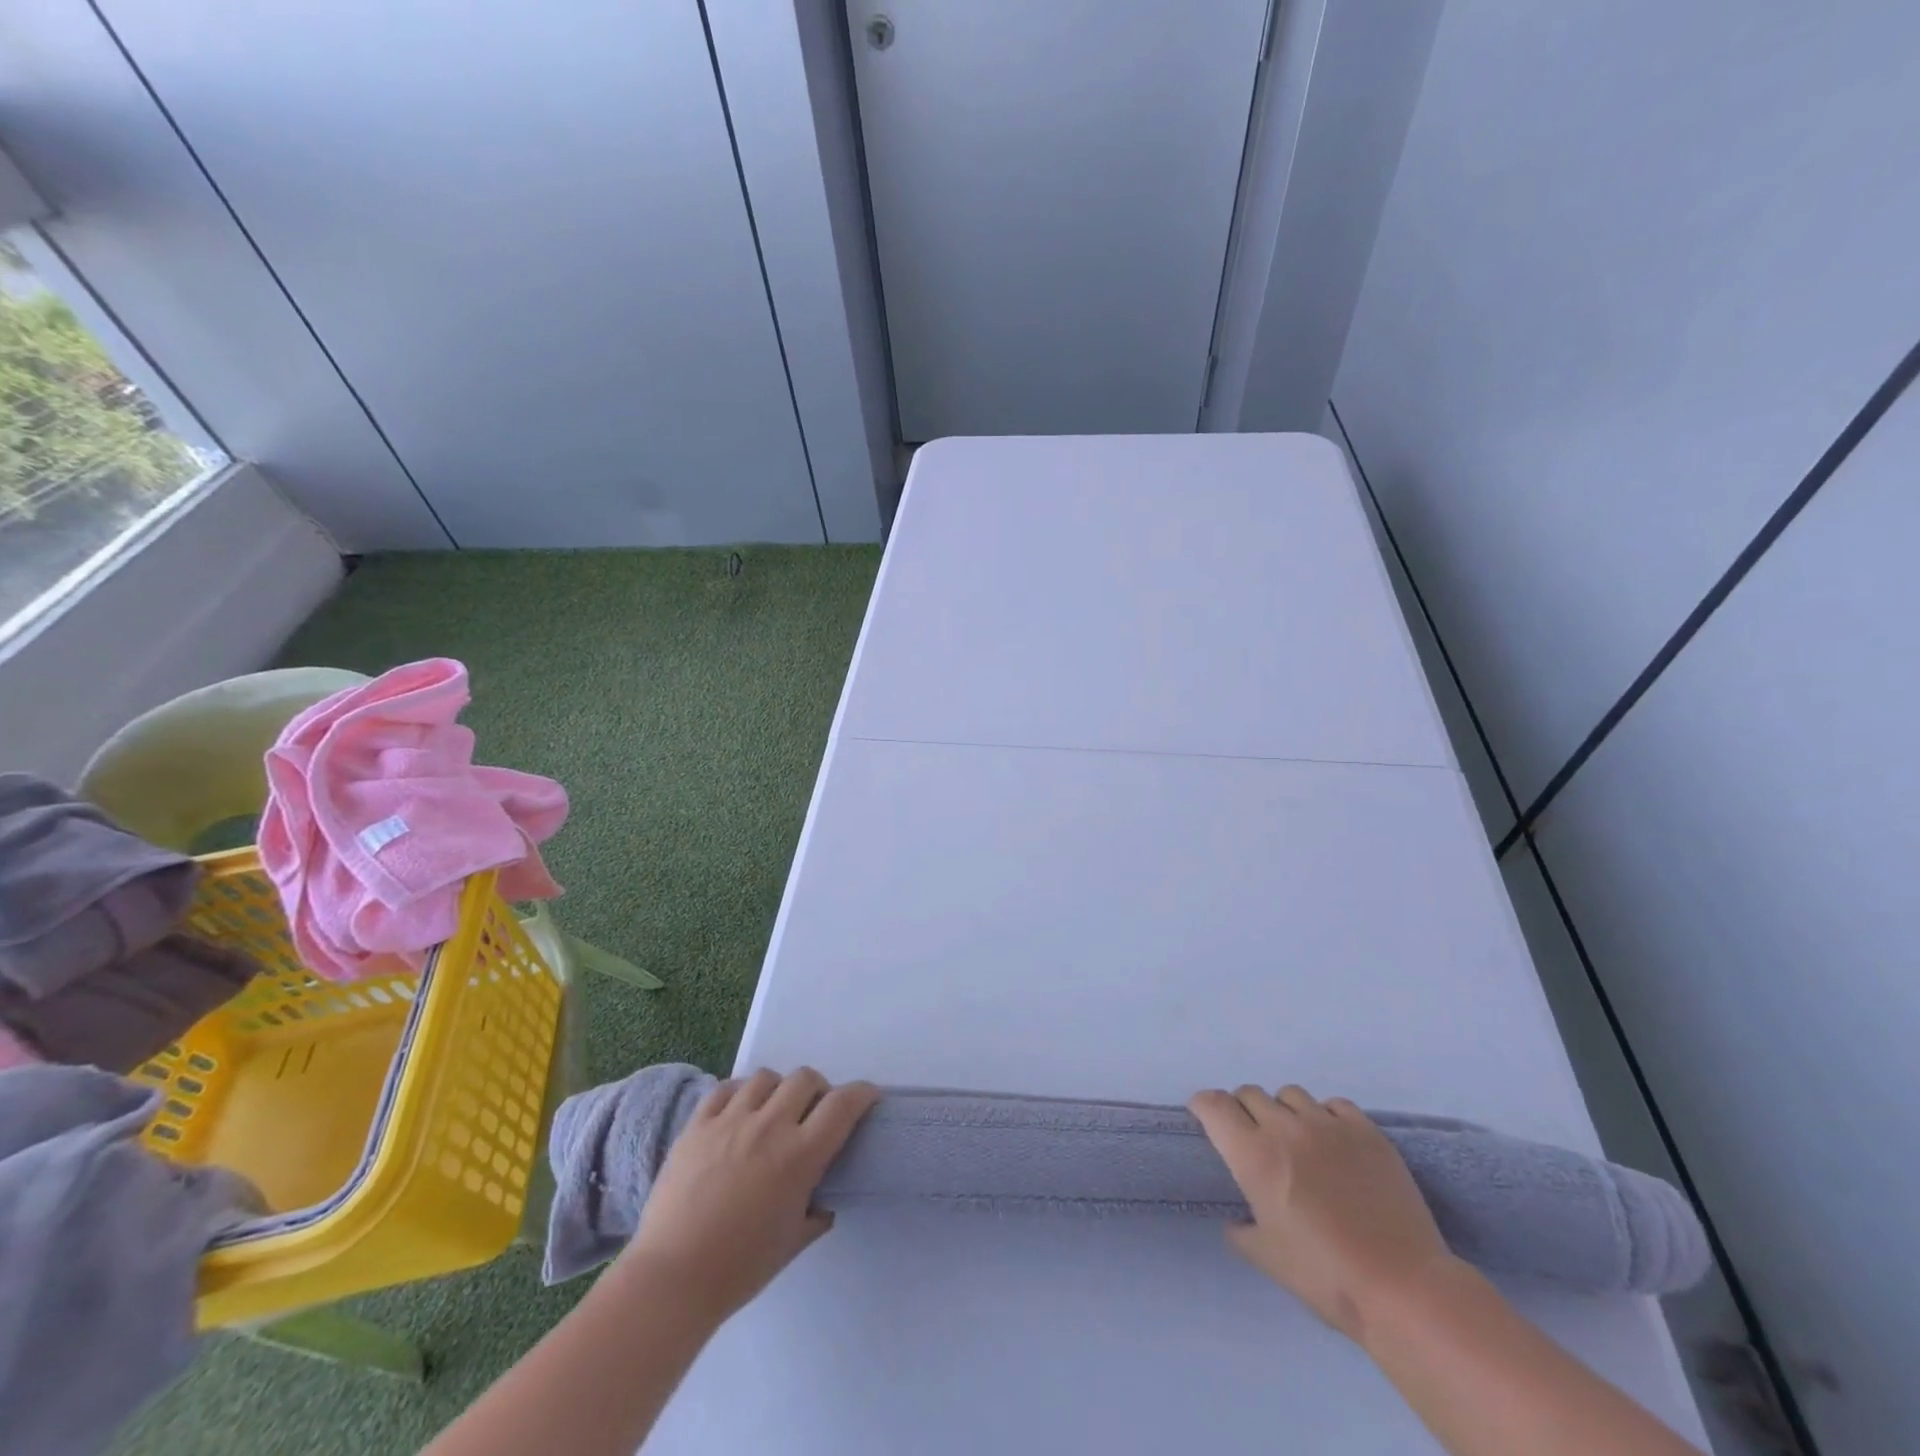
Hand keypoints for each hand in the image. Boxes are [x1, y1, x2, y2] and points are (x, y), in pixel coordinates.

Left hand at [623, 1067, 878, 1323]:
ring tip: (772, 1112)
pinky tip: (738, 1113)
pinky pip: (725, 1089)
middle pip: (805, 1078)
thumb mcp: (792, 1243)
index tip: (867, 1097)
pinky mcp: (697, 1124)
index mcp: (799, 1156)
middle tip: (813, 1112)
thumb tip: (823, 1198)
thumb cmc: (739, 1268)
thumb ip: (816, 1213)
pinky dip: (739, 1093)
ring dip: (778, 1089)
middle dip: (818, 1089)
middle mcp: (769, 1126)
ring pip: (766, 1077)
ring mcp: (730, 1121)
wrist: (671, 1279)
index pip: (842, 1105)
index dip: (862, 1094)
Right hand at [1189, 1083, 1457, 1342]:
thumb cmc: (1327, 1277)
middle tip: (1255, 1140)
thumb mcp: (1269, 1259)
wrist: (1403, 1288)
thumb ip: (1242, 1231)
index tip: (1205, 1120)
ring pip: (1290, 1094)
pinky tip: (1334, 1143)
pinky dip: (1325, 1116)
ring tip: (1298, 1141)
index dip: (1204, 1107)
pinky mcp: (1366, 1131)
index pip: (1214, 1104)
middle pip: (1249, 1094)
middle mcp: (1285, 1128)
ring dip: (1284, 1111)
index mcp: (1253, 1155)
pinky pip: (1334, 1104)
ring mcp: (1328, 1125)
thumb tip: (1236, 1220)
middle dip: (1243, 1111)